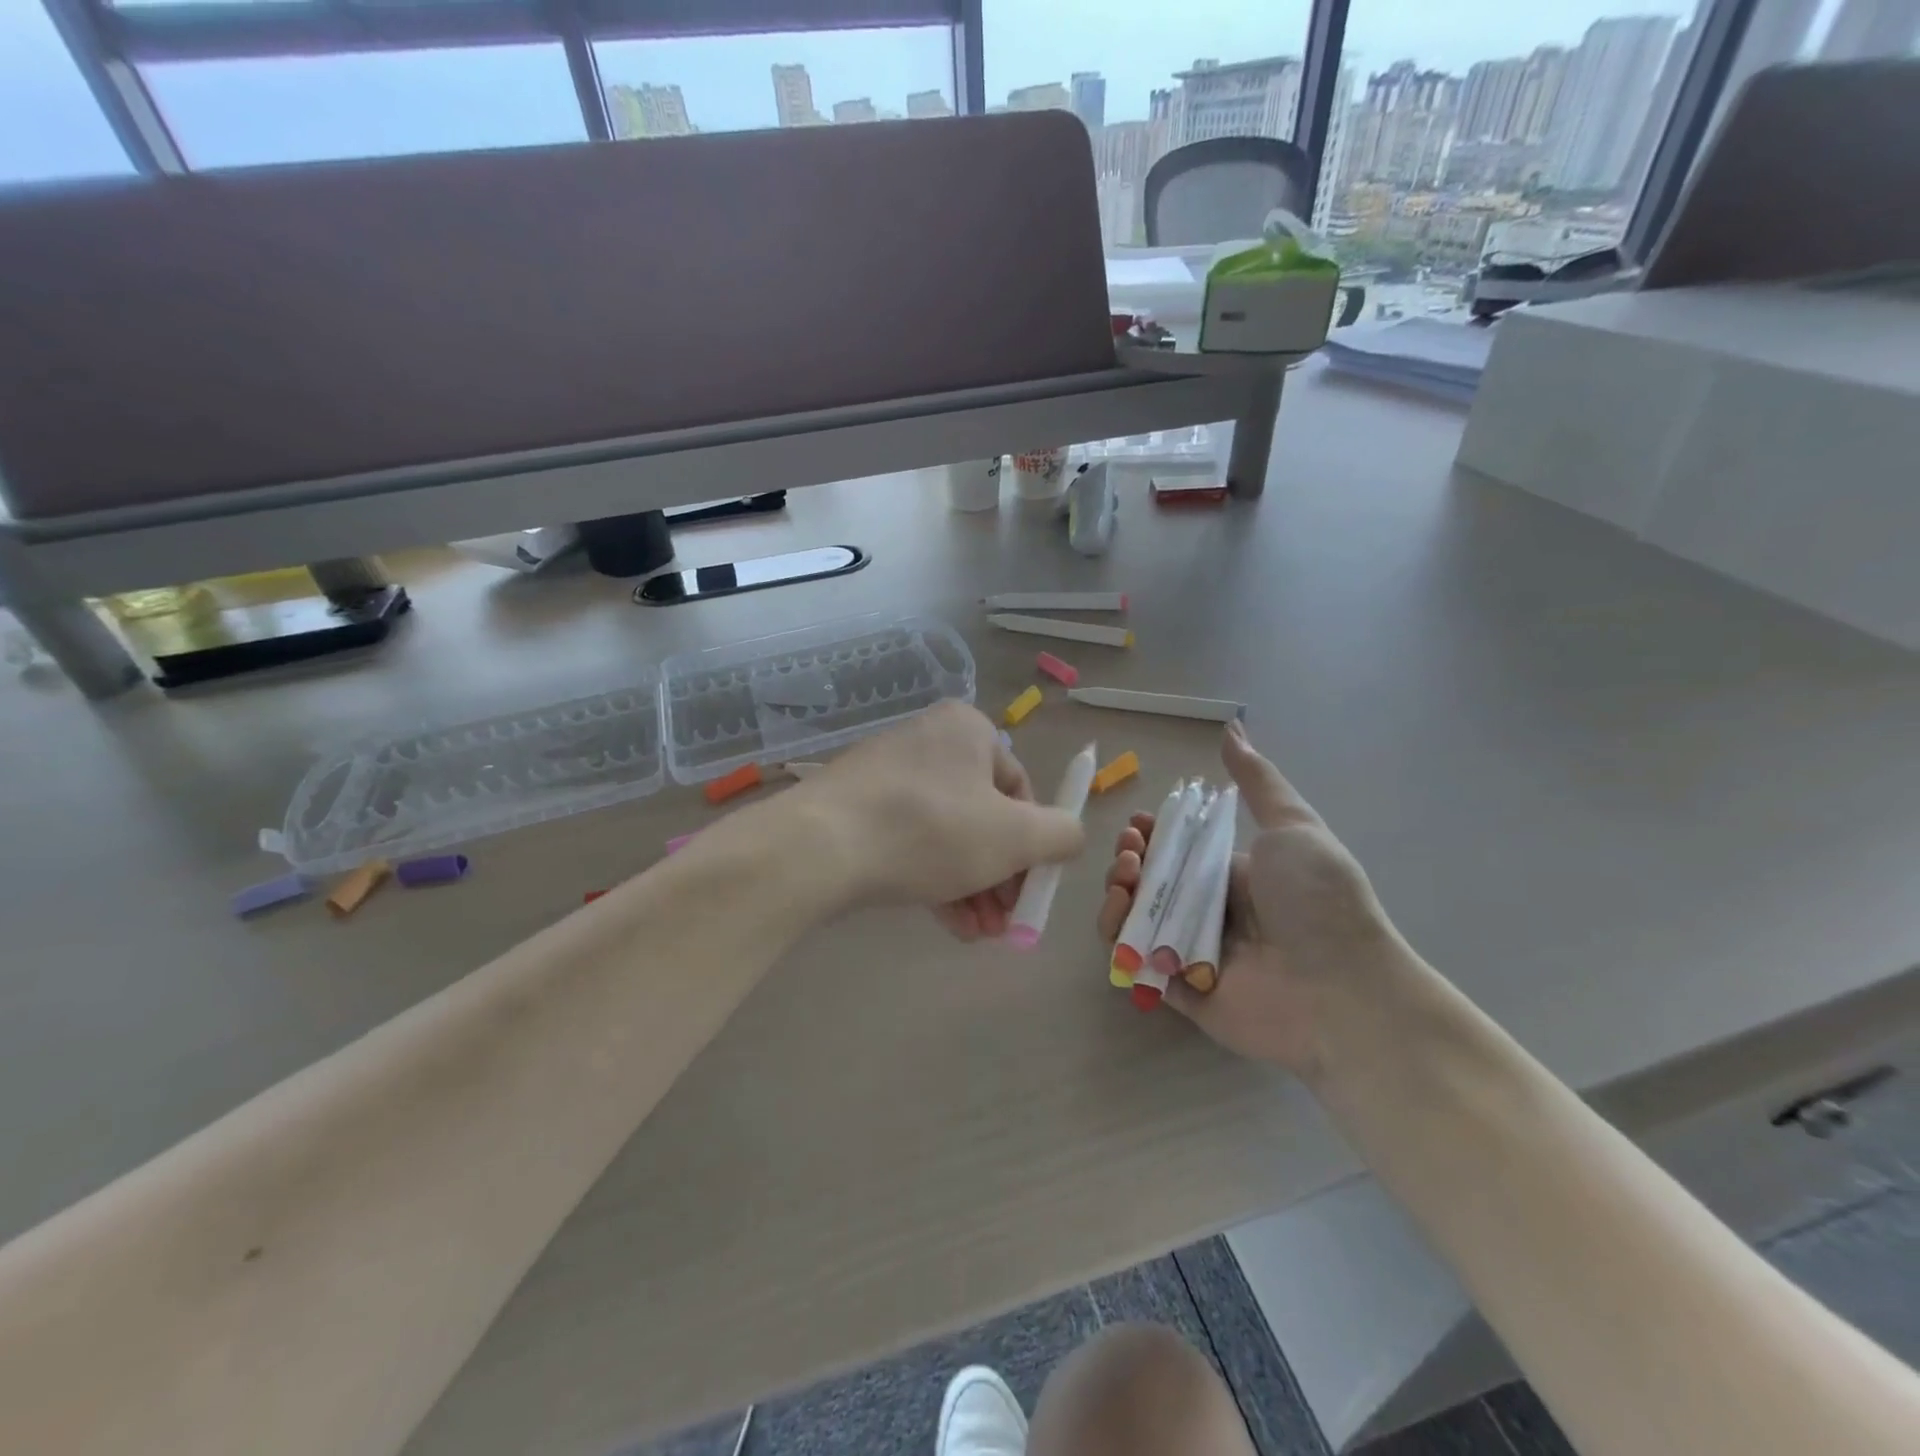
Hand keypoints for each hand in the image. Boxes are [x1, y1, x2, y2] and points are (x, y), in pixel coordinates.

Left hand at [793, 702, 1085, 939]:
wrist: (820, 846)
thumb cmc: (931, 830)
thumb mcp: (1016, 837)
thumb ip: (1061, 835)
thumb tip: (1069, 837)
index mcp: (968, 730)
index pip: (1020, 789)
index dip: (1033, 845)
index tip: (1030, 891)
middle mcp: (928, 742)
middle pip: (983, 816)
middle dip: (1001, 877)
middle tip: (1006, 923)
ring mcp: (888, 774)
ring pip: (947, 835)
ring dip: (972, 888)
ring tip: (981, 935)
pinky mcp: (857, 808)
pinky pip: (910, 842)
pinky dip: (935, 881)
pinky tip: (950, 926)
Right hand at [1095, 721, 1404, 1079]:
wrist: (1344, 989)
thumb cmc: (1318, 901)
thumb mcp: (1292, 826)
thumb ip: (1257, 780)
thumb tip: (1233, 727)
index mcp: (1231, 874)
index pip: (1176, 850)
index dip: (1150, 835)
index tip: (1139, 825)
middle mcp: (1208, 911)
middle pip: (1149, 881)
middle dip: (1128, 859)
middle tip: (1130, 852)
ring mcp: (1190, 952)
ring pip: (1135, 918)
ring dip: (1118, 893)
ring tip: (1125, 880)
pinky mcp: (1178, 990)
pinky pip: (1134, 961)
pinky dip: (1118, 938)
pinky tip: (1121, 915)